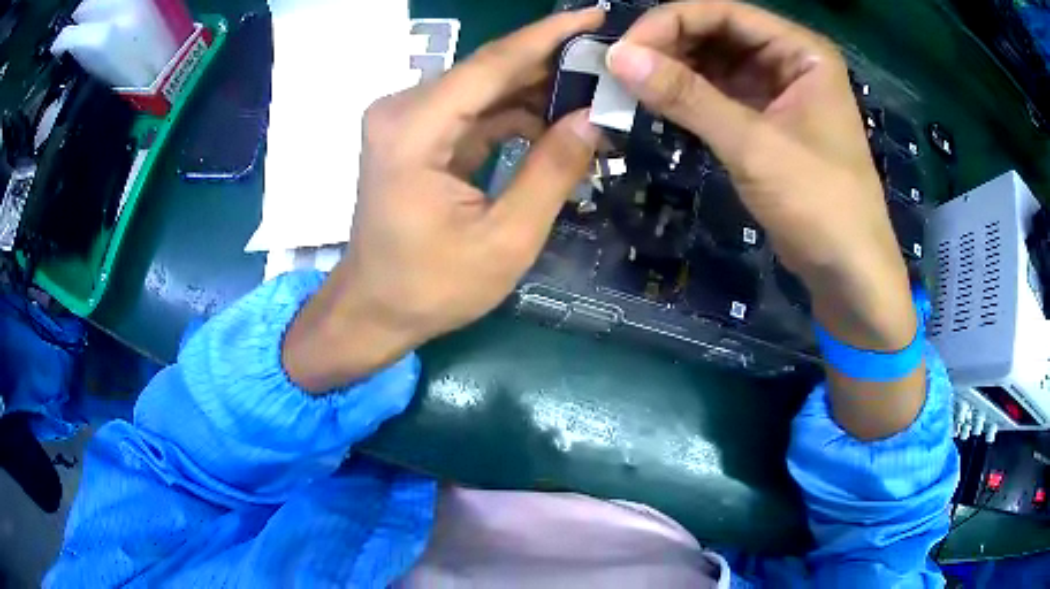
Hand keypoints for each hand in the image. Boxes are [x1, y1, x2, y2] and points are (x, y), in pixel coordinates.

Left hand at [282, 9, 603, 392]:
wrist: (374, 309)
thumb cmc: (431, 287)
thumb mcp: (504, 240)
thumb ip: (551, 172)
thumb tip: (594, 119)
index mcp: (415, 130)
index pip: (492, 64)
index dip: (548, 36)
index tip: (595, 14)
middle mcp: (403, 111)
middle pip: (488, 71)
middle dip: (551, 64)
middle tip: (609, 62)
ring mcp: (406, 121)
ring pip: (484, 89)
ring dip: (537, 91)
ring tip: (595, 95)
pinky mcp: (416, 135)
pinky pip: (474, 111)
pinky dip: (515, 115)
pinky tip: (556, 122)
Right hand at [606, 1, 914, 350]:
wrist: (849, 273)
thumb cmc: (820, 204)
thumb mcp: (753, 145)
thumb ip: (687, 96)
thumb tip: (617, 57)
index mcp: (800, 51)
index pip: (724, 13)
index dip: (670, 22)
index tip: (623, 49)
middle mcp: (789, 62)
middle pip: (718, 35)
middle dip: (669, 48)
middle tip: (620, 71)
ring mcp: (779, 93)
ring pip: (716, 66)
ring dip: (675, 74)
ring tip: (630, 88)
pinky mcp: (767, 123)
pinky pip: (720, 97)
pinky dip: (690, 101)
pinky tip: (658, 107)